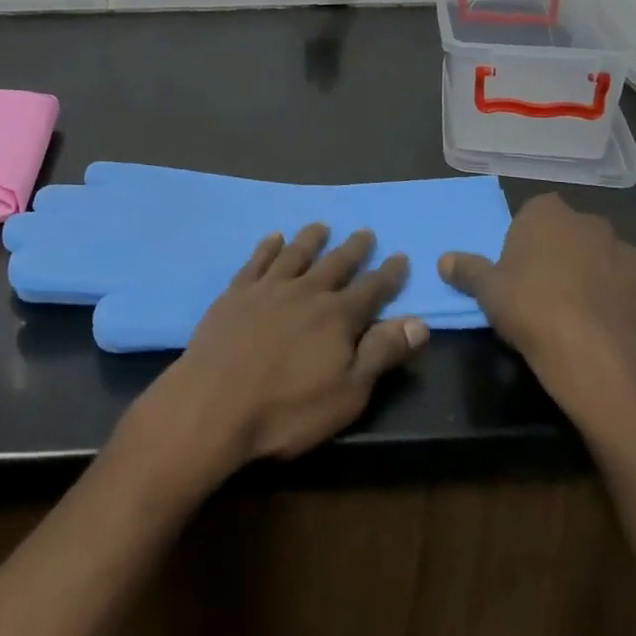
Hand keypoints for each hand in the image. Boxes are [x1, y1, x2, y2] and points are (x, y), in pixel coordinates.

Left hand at [135, 225, 428, 480]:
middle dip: (354, 249)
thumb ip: (381, 354)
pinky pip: (258, 260)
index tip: (400, 256)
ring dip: (311, 239)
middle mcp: (306, 292)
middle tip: (365, 231)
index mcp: (337, 317)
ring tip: (321, 226)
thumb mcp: (348, 393)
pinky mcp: (237, 292)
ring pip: (296, 254)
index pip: (372, 289)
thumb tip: (419, 322)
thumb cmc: (287, 409)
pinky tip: (274, 238)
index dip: (389, 275)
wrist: (216, 402)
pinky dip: (268, 247)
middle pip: (336, 264)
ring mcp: (269, 288)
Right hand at [440, 194, 635, 433]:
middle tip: (550, 287)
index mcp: (548, 213)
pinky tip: (620, 324)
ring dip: (602, 274)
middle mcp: (591, 223)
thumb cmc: (531, 309)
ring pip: (611, 258)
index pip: (536, 211)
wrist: (594, 356)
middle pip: (575, 232)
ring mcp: (629, 253)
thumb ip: (467, 270)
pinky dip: (633, 301)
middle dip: (567, 252)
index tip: (521, 265)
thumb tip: (444, 260)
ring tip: (587, 310)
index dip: (529, 237)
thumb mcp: (487, 291)